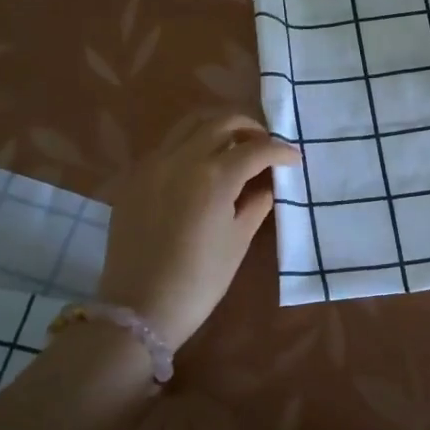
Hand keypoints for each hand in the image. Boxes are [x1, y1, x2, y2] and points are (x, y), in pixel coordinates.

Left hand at [96, 113, 299, 346]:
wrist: (139, 307)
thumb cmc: (199, 280)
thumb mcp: (238, 241)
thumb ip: (256, 203)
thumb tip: (268, 184)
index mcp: (214, 176)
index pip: (256, 149)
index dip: (280, 150)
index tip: (294, 158)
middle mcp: (182, 159)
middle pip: (221, 122)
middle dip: (249, 127)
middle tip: (265, 143)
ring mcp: (153, 164)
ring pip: (190, 125)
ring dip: (218, 127)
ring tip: (234, 145)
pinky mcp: (135, 177)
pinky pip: (168, 145)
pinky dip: (191, 144)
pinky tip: (201, 166)